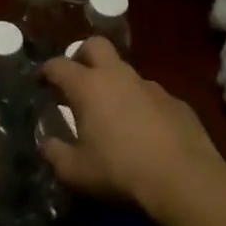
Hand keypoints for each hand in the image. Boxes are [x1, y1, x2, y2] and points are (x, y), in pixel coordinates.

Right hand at [39, 37, 224, 225]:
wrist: (185, 180)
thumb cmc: (120, 172)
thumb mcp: (75, 172)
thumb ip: (55, 154)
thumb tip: (47, 144)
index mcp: (88, 87)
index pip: (58, 65)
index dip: (45, 71)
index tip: (40, 82)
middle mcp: (118, 76)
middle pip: (95, 46)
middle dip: (81, 55)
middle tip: (76, 79)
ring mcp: (151, 86)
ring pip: (125, 72)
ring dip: (114, 84)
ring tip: (111, 113)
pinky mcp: (176, 102)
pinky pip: (150, 96)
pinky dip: (140, 105)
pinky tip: (144, 132)